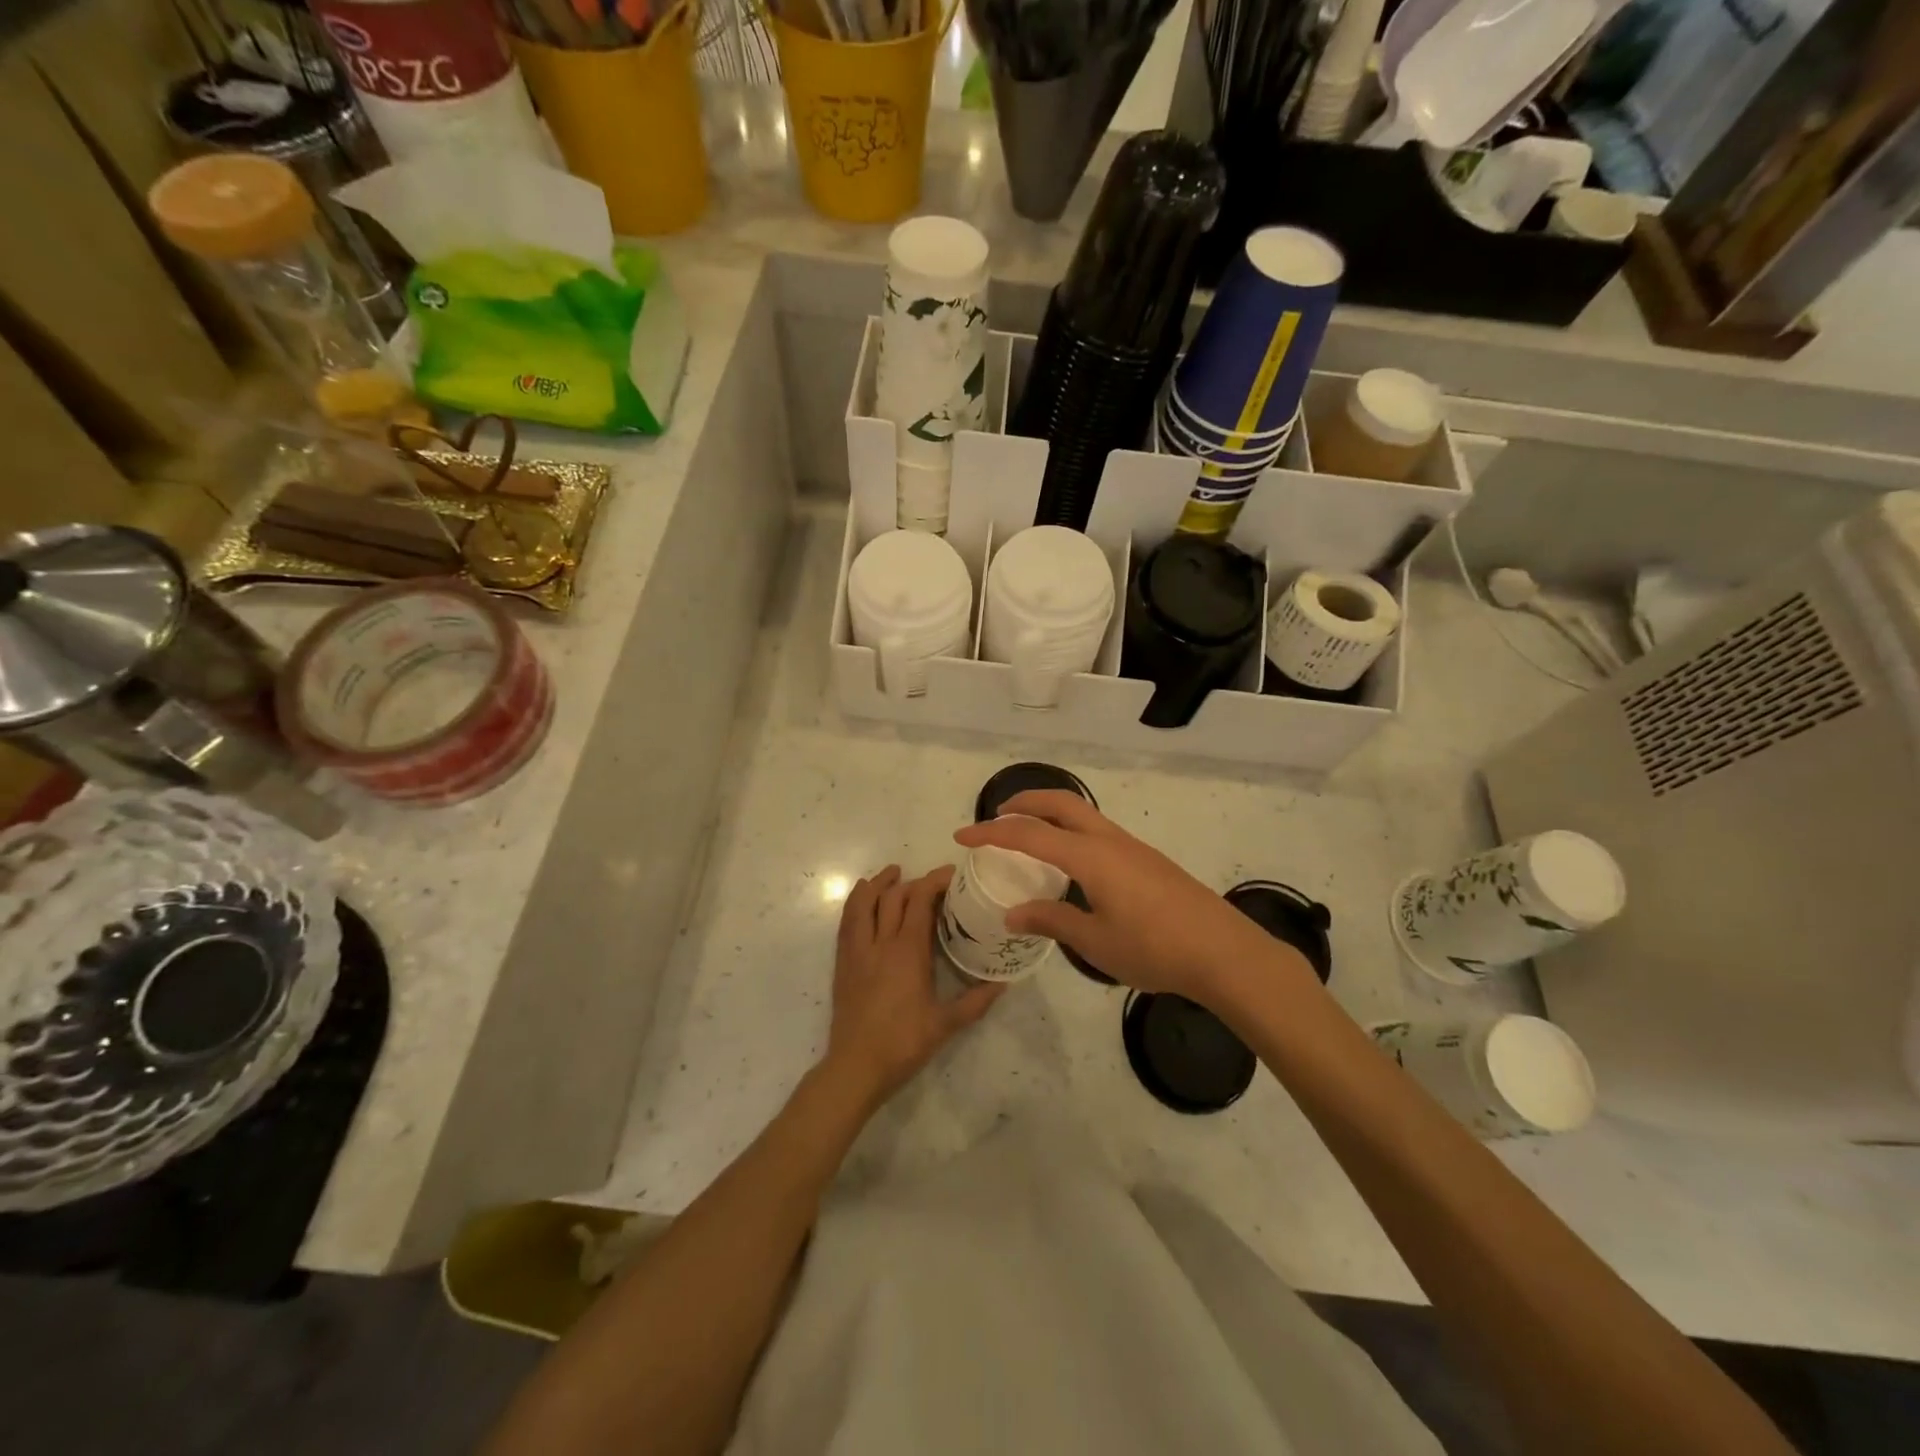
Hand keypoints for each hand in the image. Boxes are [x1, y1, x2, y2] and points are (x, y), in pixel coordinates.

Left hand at [822, 864, 1003, 1110]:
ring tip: (892, 873)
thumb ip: (975, 1002)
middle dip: (912, 882)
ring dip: (878, 883)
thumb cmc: (903, 1043)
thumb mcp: (945, 1024)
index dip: (934, 881)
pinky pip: (847, 921)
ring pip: (863, 903)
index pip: (919, 901)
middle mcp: (880, 942)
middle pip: (893, 897)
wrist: (855, 1066)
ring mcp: (857, 950)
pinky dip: (856, 902)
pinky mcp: (843, 962)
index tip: (951, 874)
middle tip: (930, 883)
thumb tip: (1003, 984)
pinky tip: (863, 897)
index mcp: (908, 952)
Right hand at [954, 791, 1317, 1005]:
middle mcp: (1109, 840)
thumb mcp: (1095, 941)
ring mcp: (1132, 846)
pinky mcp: (1148, 859)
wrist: (1224, 952)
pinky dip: (1071, 830)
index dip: (991, 833)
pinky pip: (1098, 830)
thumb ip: (1051, 921)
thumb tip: (1013, 913)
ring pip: (1082, 813)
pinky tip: (1071, 863)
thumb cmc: (1154, 949)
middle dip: (1024, 803)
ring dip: (1050, 814)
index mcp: (1089, 856)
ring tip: (1029, 837)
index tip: (961, 836)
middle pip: (1059, 803)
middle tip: (997, 817)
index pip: (1028, 834)